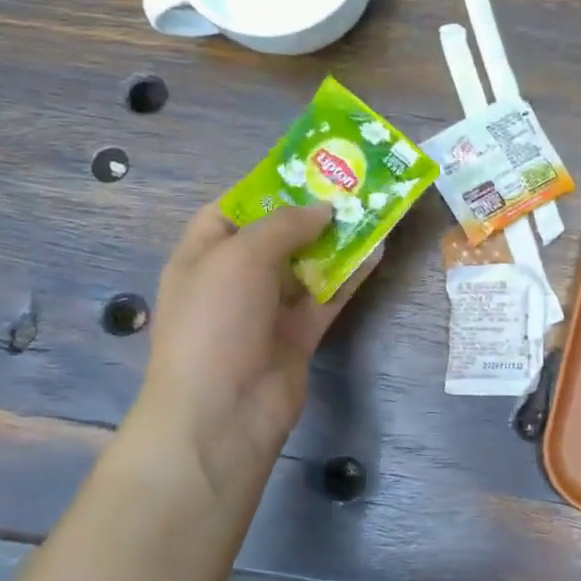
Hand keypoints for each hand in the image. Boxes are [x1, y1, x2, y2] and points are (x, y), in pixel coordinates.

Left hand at [124, 203, 378, 501]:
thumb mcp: (239, 258)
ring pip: (307, 266)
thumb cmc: (215, 322)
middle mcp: (234, 279)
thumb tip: (323, 208)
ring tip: (372, 210)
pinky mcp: (298, 335)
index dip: (266, 189)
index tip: (307, 170)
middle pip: (276, 237)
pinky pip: (327, 298)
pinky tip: (377, 252)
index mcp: (203, 255)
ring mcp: (268, 310)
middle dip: (310, 213)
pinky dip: (350, 277)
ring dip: (337, 242)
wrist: (223, 410)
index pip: (231, 211)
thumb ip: (283, 226)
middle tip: (352, 186)